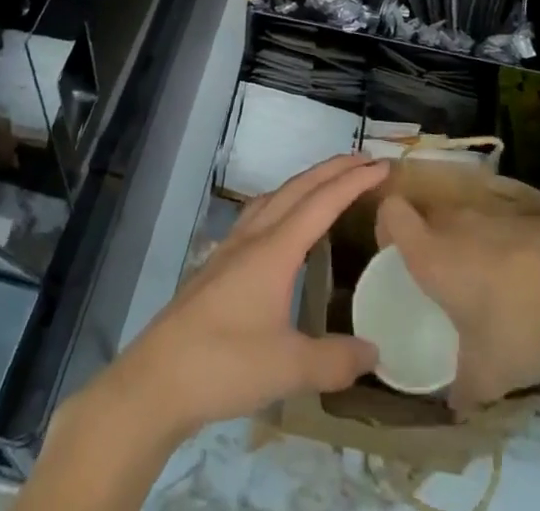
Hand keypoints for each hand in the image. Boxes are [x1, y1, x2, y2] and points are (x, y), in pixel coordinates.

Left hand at [99, 155, 389, 442]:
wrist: (157, 378)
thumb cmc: (224, 364)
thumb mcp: (288, 368)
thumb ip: (335, 360)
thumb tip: (375, 353)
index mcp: (275, 249)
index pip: (322, 202)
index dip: (353, 181)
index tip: (382, 166)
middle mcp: (255, 236)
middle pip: (298, 188)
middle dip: (333, 170)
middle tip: (364, 161)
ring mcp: (232, 247)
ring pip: (275, 196)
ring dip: (306, 182)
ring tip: (328, 183)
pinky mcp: (218, 264)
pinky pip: (259, 213)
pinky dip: (282, 202)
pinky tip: (282, 224)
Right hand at [377, 194, 539, 408]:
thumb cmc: (517, 331)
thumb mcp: (485, 375)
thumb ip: (462, 387)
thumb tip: (455, 404)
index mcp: (431, 254)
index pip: (392, 213)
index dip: (388, 225)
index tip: (396, 251)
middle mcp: (456, 223)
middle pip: (430, 214)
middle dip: (433, 239)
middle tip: (446, 277)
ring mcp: (495, 211)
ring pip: (470, 217)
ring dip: (474, 241)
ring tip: (493, 280)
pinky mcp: (531, 211)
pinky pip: (507, 221)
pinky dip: (511, 242)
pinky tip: (532, 275)